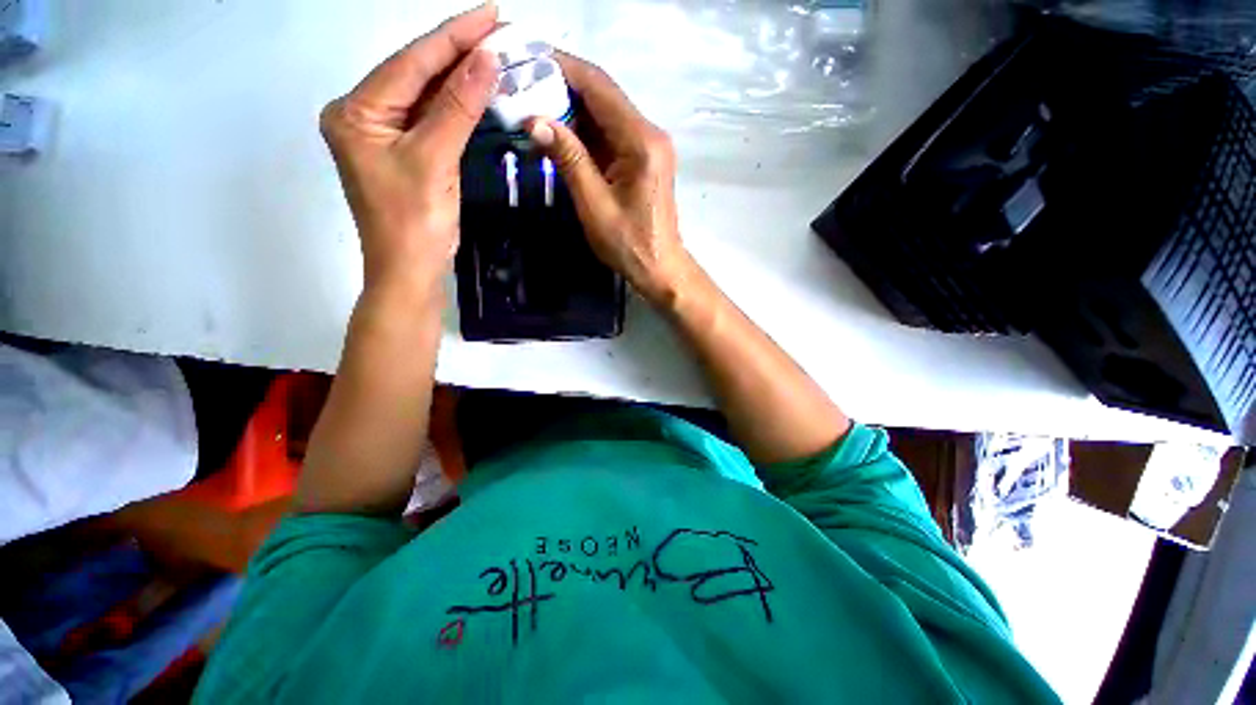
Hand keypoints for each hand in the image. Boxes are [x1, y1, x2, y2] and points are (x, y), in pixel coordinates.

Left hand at [320, 4, 499, 291]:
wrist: (411, 272)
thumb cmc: (415, 223)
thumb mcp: (433, 161)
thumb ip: (457, 108)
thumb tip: (486, 61)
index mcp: (357, 110)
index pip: (410, 61)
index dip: (453, 36)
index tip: (491, 13)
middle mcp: (364, 114)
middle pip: (416, 73)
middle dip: (458, 51)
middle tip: (498, 30)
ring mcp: (384, 134)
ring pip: (426, 95)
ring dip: (460, 77)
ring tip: (494, 53)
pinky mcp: (404, 153)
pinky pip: (432, 119)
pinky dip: (457, 105)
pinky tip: (478, 90)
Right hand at [526, 54, 691, 303]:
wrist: (660, 268)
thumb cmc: (629, 245)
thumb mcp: (594, 205)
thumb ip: (568, 160)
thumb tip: (534, 119)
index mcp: (641, 141)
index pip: (598, 86)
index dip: (561, 67)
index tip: (524, 59)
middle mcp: (649, 133)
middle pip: (602, 96)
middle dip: (561, 88)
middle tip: (520, 88)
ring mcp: (648, 146)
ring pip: (604, 114)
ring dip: (570, 111)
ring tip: (531, 109)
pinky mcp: (643, 160)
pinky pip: (609, 135)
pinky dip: (583, 133)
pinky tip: (558, 136)